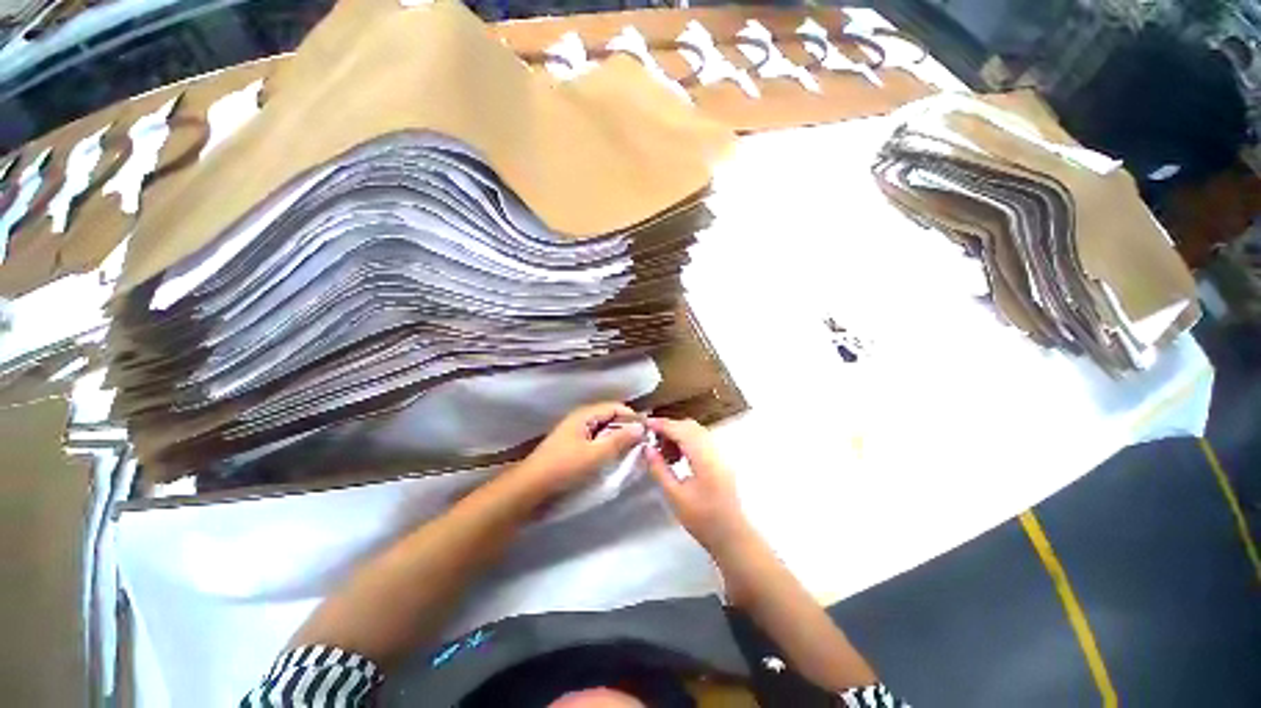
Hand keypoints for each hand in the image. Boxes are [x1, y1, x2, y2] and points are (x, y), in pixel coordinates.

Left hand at [513, 402, 644, 498]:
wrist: (530, 487)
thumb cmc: (565, 467)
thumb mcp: (596, 454)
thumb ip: (620, 439)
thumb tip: (641, 427)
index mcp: (585, 415)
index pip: (615, 407)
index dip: (632, 416)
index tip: (647, 431)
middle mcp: (580, 419)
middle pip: (609, 417)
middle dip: (626, 428)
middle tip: (640, 444)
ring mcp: (574, 432)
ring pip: (602, 429)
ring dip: (616, 438)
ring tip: (629, 452)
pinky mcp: (571, 446)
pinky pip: (595, 440)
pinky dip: (606, 446)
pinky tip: (611, 459)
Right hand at [644, 417, 752, 554]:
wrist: (732, 535)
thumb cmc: (702, 519)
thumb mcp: (674, 496)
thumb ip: (659, 469)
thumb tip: (647, 448)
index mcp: (703, 457)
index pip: (680, 430)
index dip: (662, 424)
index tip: (644, 424)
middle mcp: (714, 449)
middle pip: (689, 426)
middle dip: (669, 428)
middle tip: (651, 439)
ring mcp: (720, 453)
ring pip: (696, 431)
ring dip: (678, 434)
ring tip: (663, 451)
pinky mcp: (721, 459)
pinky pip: (702, 440)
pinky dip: (687, 441)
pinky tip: (677, 457)